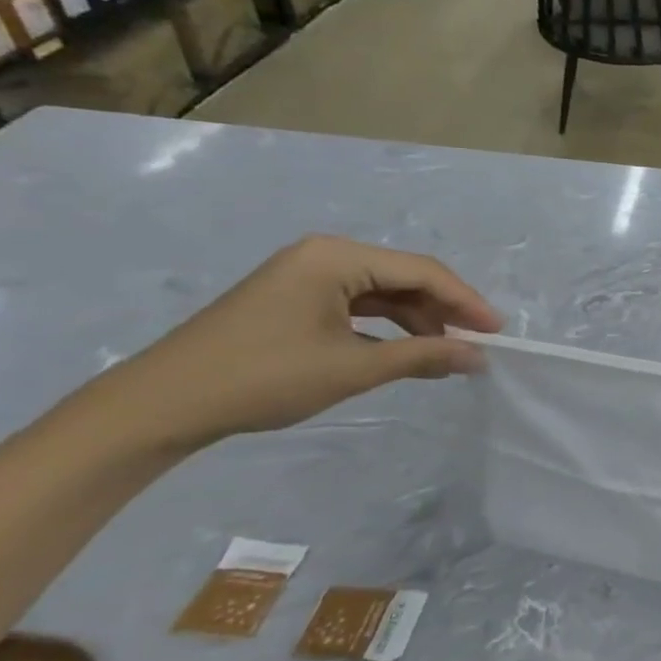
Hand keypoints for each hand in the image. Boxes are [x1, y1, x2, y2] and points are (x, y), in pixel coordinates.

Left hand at [94, 235, 501, 450]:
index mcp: (336, 257)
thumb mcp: (353, 367)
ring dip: (418, 321)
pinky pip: (358, 306)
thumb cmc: (264, 377)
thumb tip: (478, 358)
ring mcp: (306, 277)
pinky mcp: (294, 300)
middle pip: (404, 277)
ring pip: (383, 292)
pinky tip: (406, 351)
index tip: (498, 332)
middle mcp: (324, 256)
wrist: (162, 405)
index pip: (421, 271)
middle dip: (443, 310)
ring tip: (446, 354)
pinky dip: (387, 327)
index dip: (465, 300)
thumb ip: (423, 356)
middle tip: (476, 344)